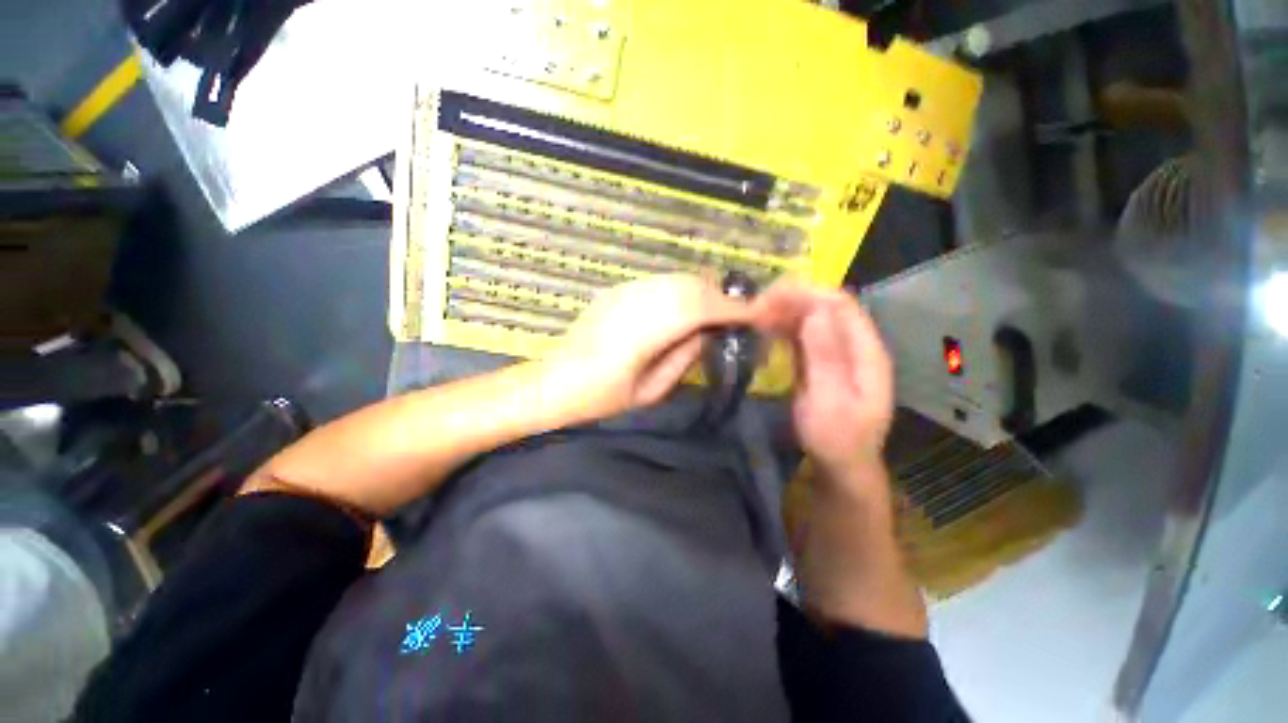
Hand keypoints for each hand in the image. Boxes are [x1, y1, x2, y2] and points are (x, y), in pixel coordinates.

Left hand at [548, 274, 753, 419]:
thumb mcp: (649, 391)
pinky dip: (681, 291)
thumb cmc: (600, 398)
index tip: (758, 315)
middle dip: (721, 297)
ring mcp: (624, 292)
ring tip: (715, 313)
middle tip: (739, 316)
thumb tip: (709, 334)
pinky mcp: (616, 290)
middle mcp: (636, 301)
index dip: (733, 309)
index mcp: (644, 332)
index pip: (700, 308)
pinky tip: (684, 308)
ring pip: (676, 280)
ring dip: (702, 292)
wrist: (552, 382)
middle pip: (691, 286)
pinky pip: (659, 283)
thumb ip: (683, 358)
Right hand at [753, 282, 894, 486]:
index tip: (772, 296)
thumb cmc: (836, 439)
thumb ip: (825, 357)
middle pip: (825, 308)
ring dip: (784, 313)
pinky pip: (803, 336)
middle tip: (756, 306)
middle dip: (792, 301)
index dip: (808, 294)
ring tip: (755, 315)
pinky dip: (783, 328)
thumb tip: (815, 312)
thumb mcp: (830, 401)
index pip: (841, 306)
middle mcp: (855, 346)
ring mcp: (838, 353)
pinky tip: (764, 329)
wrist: (840, 466)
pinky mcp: (821, 362)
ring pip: (812, 319)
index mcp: (866, 352)